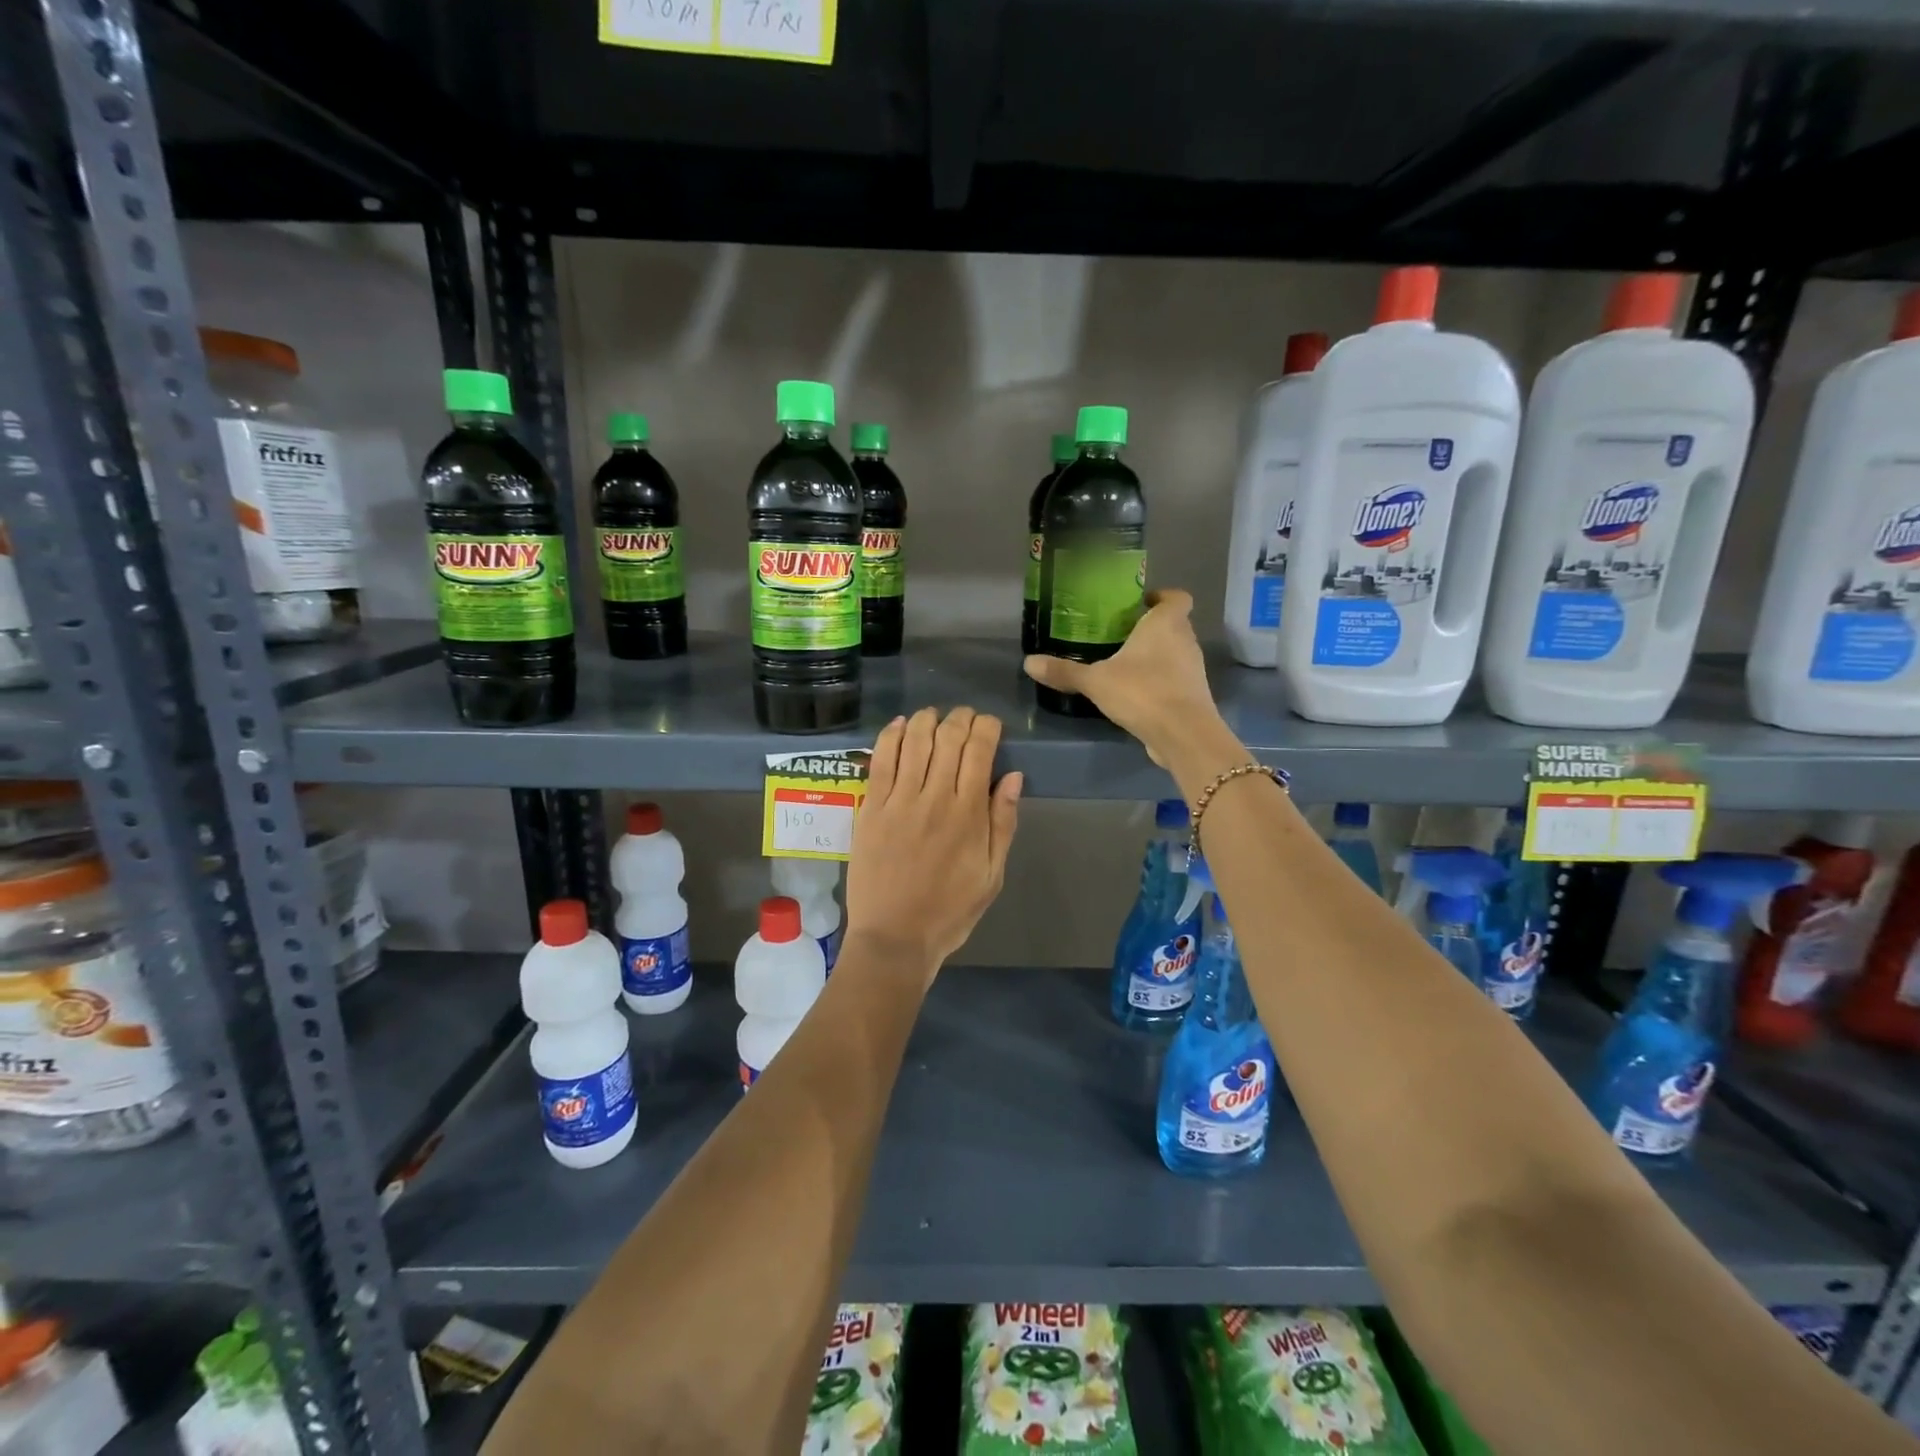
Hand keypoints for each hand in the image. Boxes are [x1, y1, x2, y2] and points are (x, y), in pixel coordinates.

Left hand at [846, 707, 1022, 969]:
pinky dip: (890, 735)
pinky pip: (880, 761)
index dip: (987, 727)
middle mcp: (933, 798)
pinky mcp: (869, 809)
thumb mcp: (992, 875)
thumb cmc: (950, 911)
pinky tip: (899, 725)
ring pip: (913, 741)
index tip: (990, 725)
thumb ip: (1003, 823)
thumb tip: (1013, 776)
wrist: (894, 938)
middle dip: (960, 718)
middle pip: (948, 738)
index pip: (979, 751)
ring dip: (926, 719)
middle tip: (964, 717)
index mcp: (968, 814)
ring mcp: (897, 801)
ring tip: (933, 716)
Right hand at [1023, 590, 1222, 764]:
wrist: (1182, 734)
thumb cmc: (1142, 692)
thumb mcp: (1095, 681)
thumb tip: (1028, 662)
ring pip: (1175, 652)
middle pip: (1174, 624)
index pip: (1177, 597)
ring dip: (1156, 655)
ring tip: (1124, 663)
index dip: (1162, 596)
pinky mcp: (1192, 695)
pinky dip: (1159, 680)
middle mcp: (1185, 641)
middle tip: (1120, 634)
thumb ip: (1064, 671)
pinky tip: (1135, 692)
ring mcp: (1193, 669)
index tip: (1141, 604)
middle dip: (1151, 627)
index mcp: (1166, 624)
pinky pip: (1175, 678)